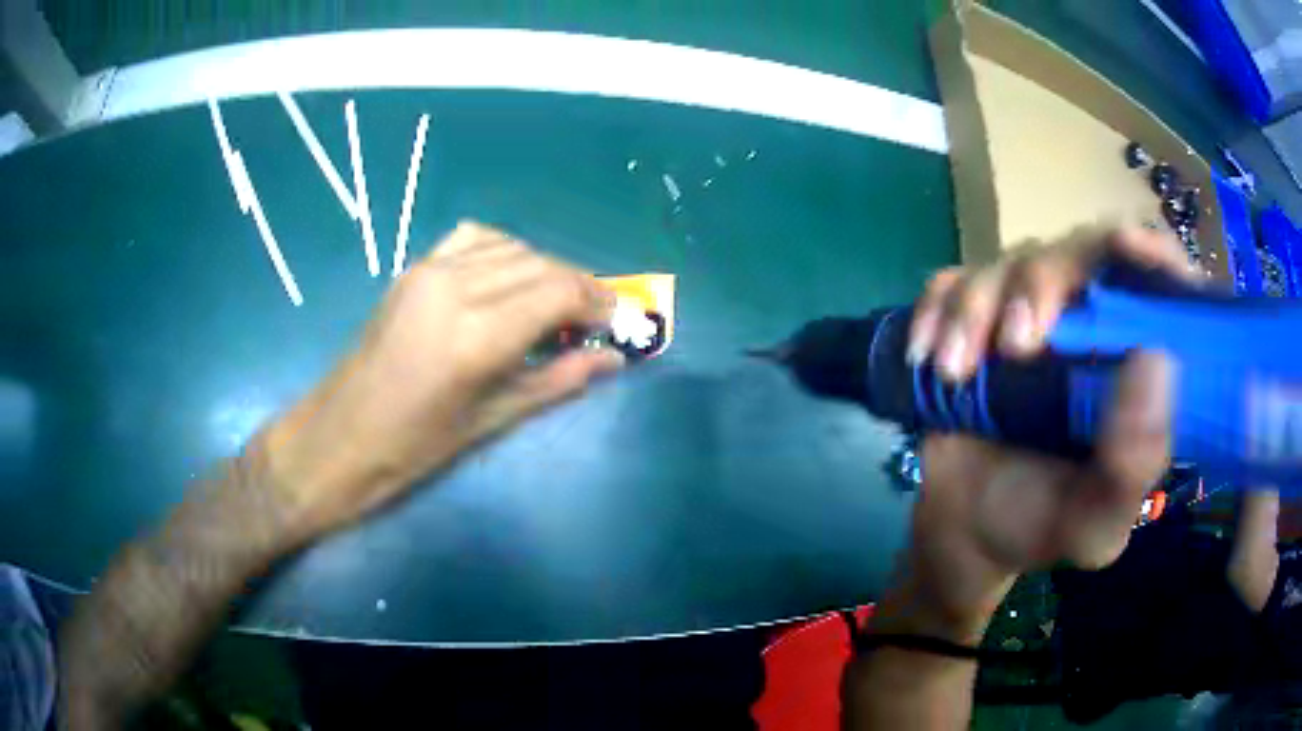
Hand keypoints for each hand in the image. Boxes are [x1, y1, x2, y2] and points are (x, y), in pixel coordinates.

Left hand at [260, 221, 624, 540]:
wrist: (340, 436)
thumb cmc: (413, 448)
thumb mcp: (491, 420)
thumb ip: (557, 381)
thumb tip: (612, 361)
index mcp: (476, 335)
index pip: (560, 293)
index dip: (602, 303)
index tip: (623, 322)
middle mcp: (455, 287)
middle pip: (541, 265)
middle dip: (581, 287)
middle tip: (601, 319)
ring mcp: (430, 271)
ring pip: (512, 248)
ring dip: (546, 270)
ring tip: (559, 306)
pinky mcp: (414, 268)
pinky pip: (474, 239)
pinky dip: (506, 252)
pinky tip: (512, 280)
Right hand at [879, 228, 1192, 641]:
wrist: (964, 533)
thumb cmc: (1041, 526)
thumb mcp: (1096, 523)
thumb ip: (1133, 464)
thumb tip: (1154, 361)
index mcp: (1133, 364)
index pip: (1160, 283)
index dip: (1152, 251)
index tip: (1128, 248)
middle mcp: (1090, 324)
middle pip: (1080, 251)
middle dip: (1043, 284)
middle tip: (1015, 346)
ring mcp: (1028, 314)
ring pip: (1011, 261)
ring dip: (977, 309)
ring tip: (954, 372)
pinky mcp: (975, 319)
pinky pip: (953, 283)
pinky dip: (936, 309)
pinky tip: (928, 356)